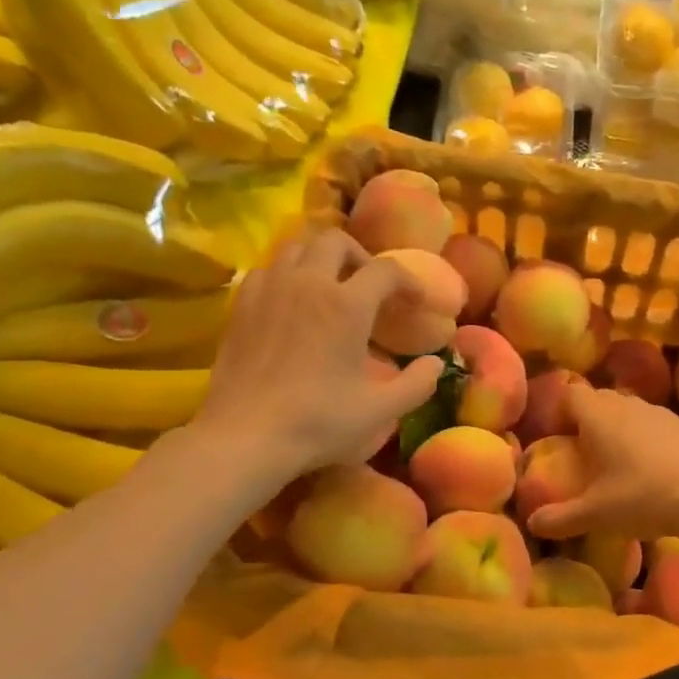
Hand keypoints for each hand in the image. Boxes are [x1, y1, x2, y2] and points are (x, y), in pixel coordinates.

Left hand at [192, 228, 443, 477]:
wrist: (244, 436)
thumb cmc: (317, 422)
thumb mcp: (380, 410)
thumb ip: (418, 383)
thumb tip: (436, 363)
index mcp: (347, 304)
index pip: (386, 270)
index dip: (409, 282)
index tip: (417, 303)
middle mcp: (308, 283)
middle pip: (337, 241)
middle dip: (361, 257)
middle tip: (371, 288)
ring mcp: (270, 289)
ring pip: (298, 246)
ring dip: (321, 258)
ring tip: (331, 287)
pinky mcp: (242, 304)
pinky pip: (269, 269)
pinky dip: (288, 274)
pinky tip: (292, 302)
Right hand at [527, 384, 678, 541]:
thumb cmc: (642, 497)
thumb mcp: (596, 514)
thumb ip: (561, 518)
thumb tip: (532, 524)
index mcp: (599, 417)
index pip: (571, 393)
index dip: (561, 410)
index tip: (559, 436)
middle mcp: (626, 405)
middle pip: (599, 398)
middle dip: (588, 418)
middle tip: (584, 451)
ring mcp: (658, 412)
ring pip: (628, 408)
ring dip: (619, 425)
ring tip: (618, 458)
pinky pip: (654, 422)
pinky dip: (646, 436)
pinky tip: (653, 466)